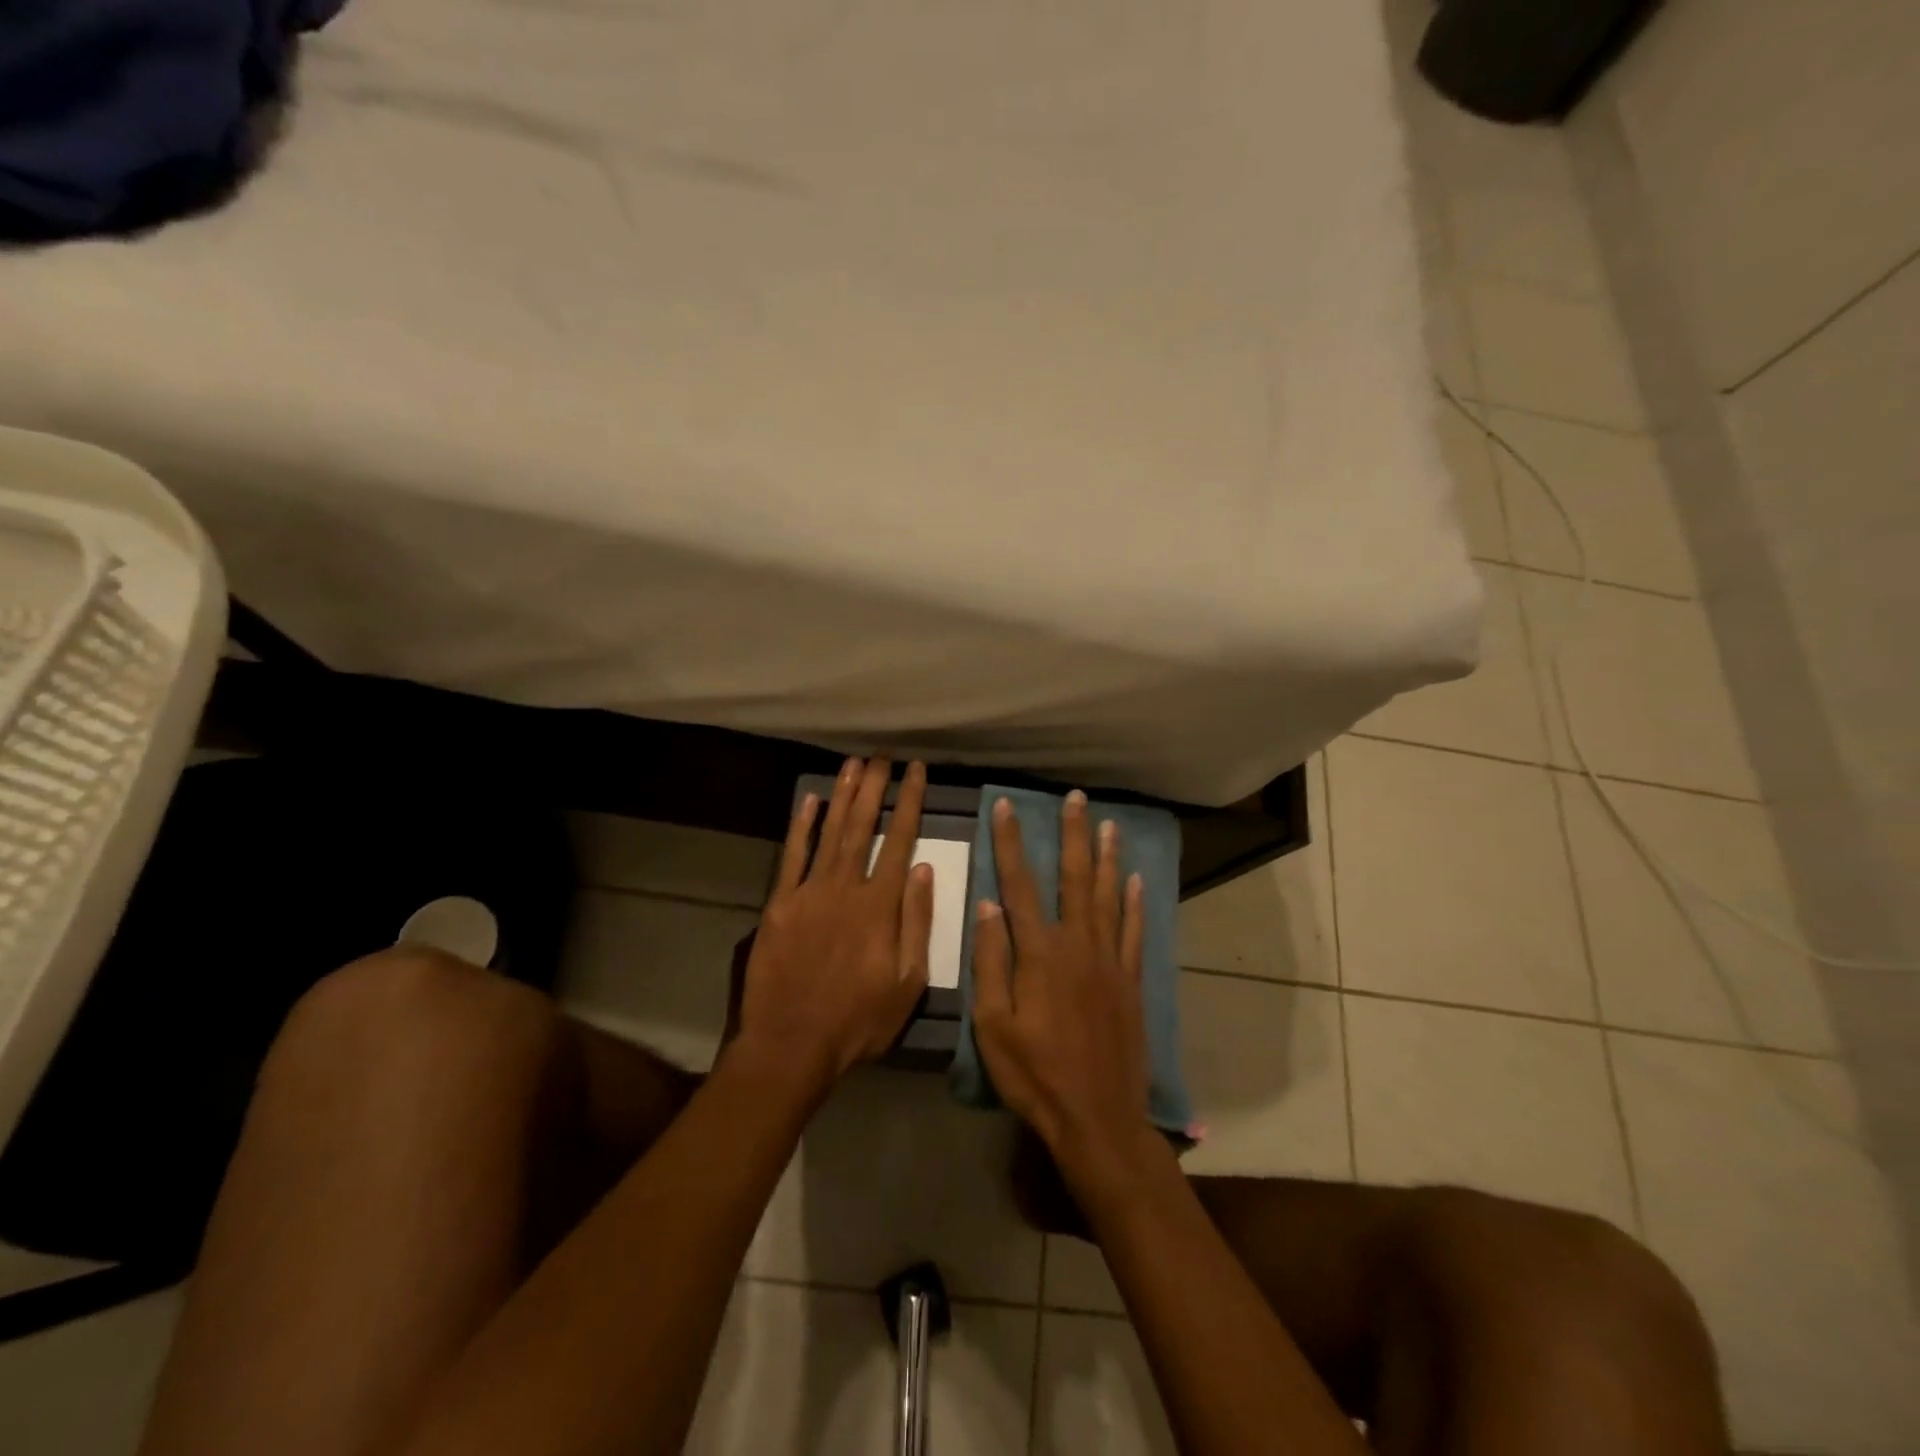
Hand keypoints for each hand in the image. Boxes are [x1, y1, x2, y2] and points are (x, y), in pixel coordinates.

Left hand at [736, 757, 934, 1099]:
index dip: (909, 802)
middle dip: (874, 786)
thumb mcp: (908, 982)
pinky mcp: (779, 904)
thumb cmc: (858, 1020)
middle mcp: (845, 887)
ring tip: (853, 763)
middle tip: (882, 754)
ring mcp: (808, 892)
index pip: (900, 840)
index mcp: (880, 905)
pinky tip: (810, 800)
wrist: (791, 1044)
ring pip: (829, 832)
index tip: (916, 771)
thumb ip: (917, 922)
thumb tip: (923, 869)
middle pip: (862, 826)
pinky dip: (801, 826)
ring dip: (842, 795)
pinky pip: (792, 856)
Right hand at [971, 791, 1152, 1183]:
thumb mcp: (993, 1025)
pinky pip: (1134, 933)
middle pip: (1074, 879)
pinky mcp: (1131, 982)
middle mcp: (1078, 945)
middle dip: (1072, 835)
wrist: (1097, 1117)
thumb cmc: (1035, 1075)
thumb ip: (990, 962)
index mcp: (1039, 953)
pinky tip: (1137, 881)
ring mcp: (1110, 962)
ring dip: (1107, 858)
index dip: (1011, 843)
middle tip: (1076, 798)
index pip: (1019, 885)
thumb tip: (987, 905)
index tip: (1007, 807)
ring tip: (1109, 824)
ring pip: (1109, 897)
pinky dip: (1135, 904)